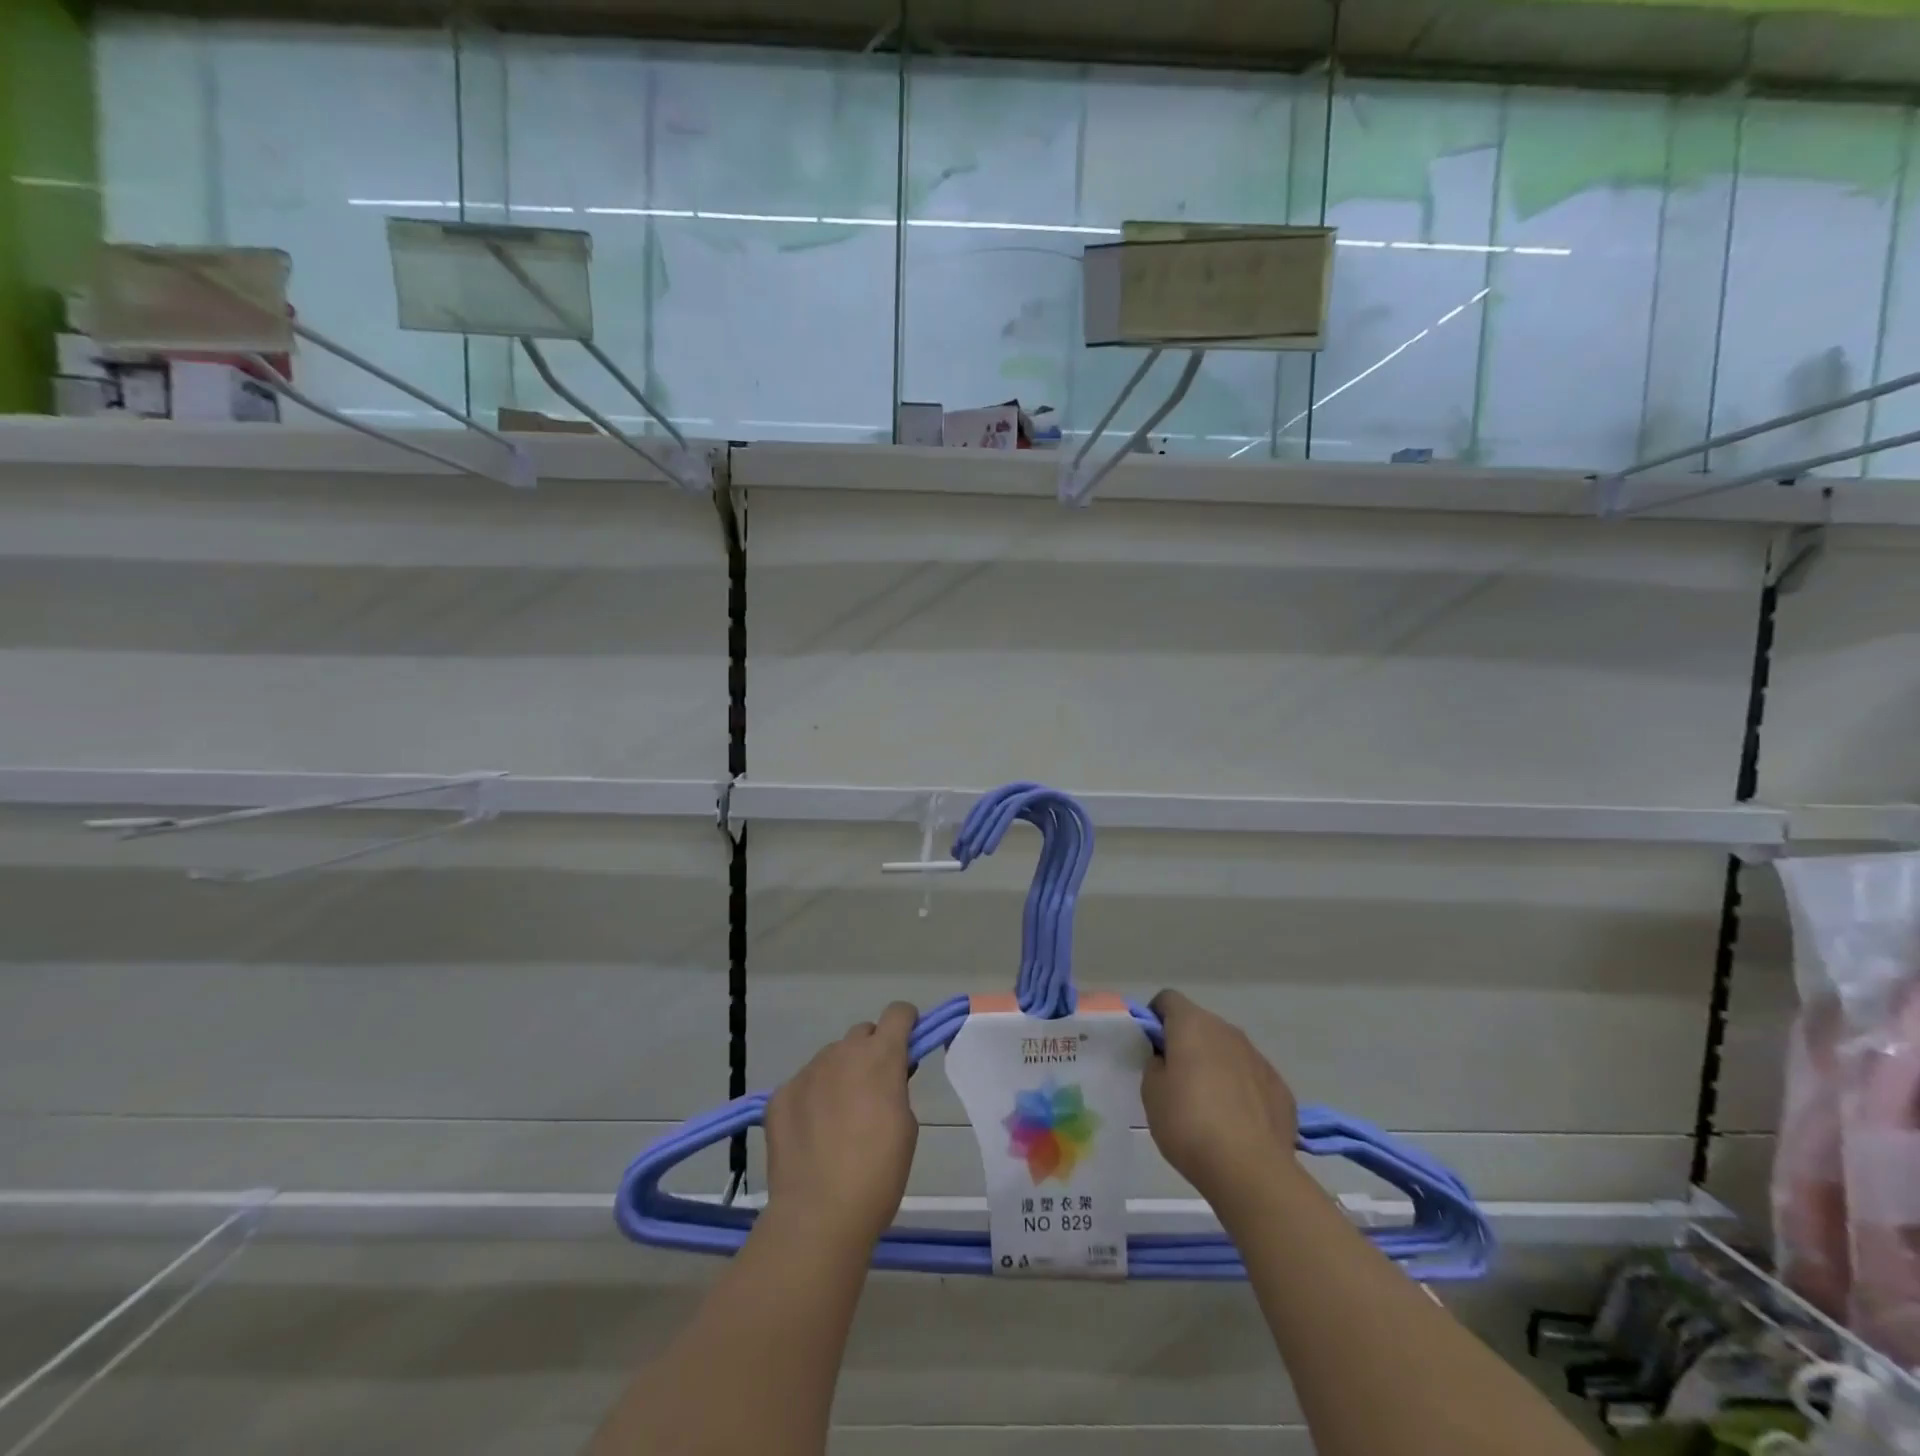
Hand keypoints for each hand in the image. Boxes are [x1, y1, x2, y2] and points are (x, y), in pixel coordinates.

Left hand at [765, 1002, 919, 1246]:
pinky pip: (803, 1084)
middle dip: (872, 1052)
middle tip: (874, 1090)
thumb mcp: (906, 1126)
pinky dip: (812, 1098)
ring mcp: (807, 1072)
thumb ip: (897, 1088)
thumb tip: (887, 1077)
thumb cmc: (878, 1173)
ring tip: (838, 1118)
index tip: (908, 1045)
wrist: (819, 1215)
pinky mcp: (780, 1095)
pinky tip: (812, 1134)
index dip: (906, 1024)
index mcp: (880, 1057)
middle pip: (862, 1033)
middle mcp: (842, 1053)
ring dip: (841, 1073)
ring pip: (831, 1058)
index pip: (898, 1013)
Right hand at [1142, 990, 1299, 1204]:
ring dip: (1215, 1066)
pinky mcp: (1280, 1087)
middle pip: (1200, 1024)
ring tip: (1207, 1106)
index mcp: (1192, 1024)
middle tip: (1174, 1079)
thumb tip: (1167, 1060)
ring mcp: (1258, 1057)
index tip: (1150, 1046)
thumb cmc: (1189, 1123)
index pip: (1168, 1000)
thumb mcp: (1152, 1093)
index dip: (1155, 1017)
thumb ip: (1155, 1065)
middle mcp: (1227, 1031)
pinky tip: (1236, 1123)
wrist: (1250, 1169)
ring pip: (1228, 1051)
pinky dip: (1241, 1090)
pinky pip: (1251, 1078)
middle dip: (1186, 1043)